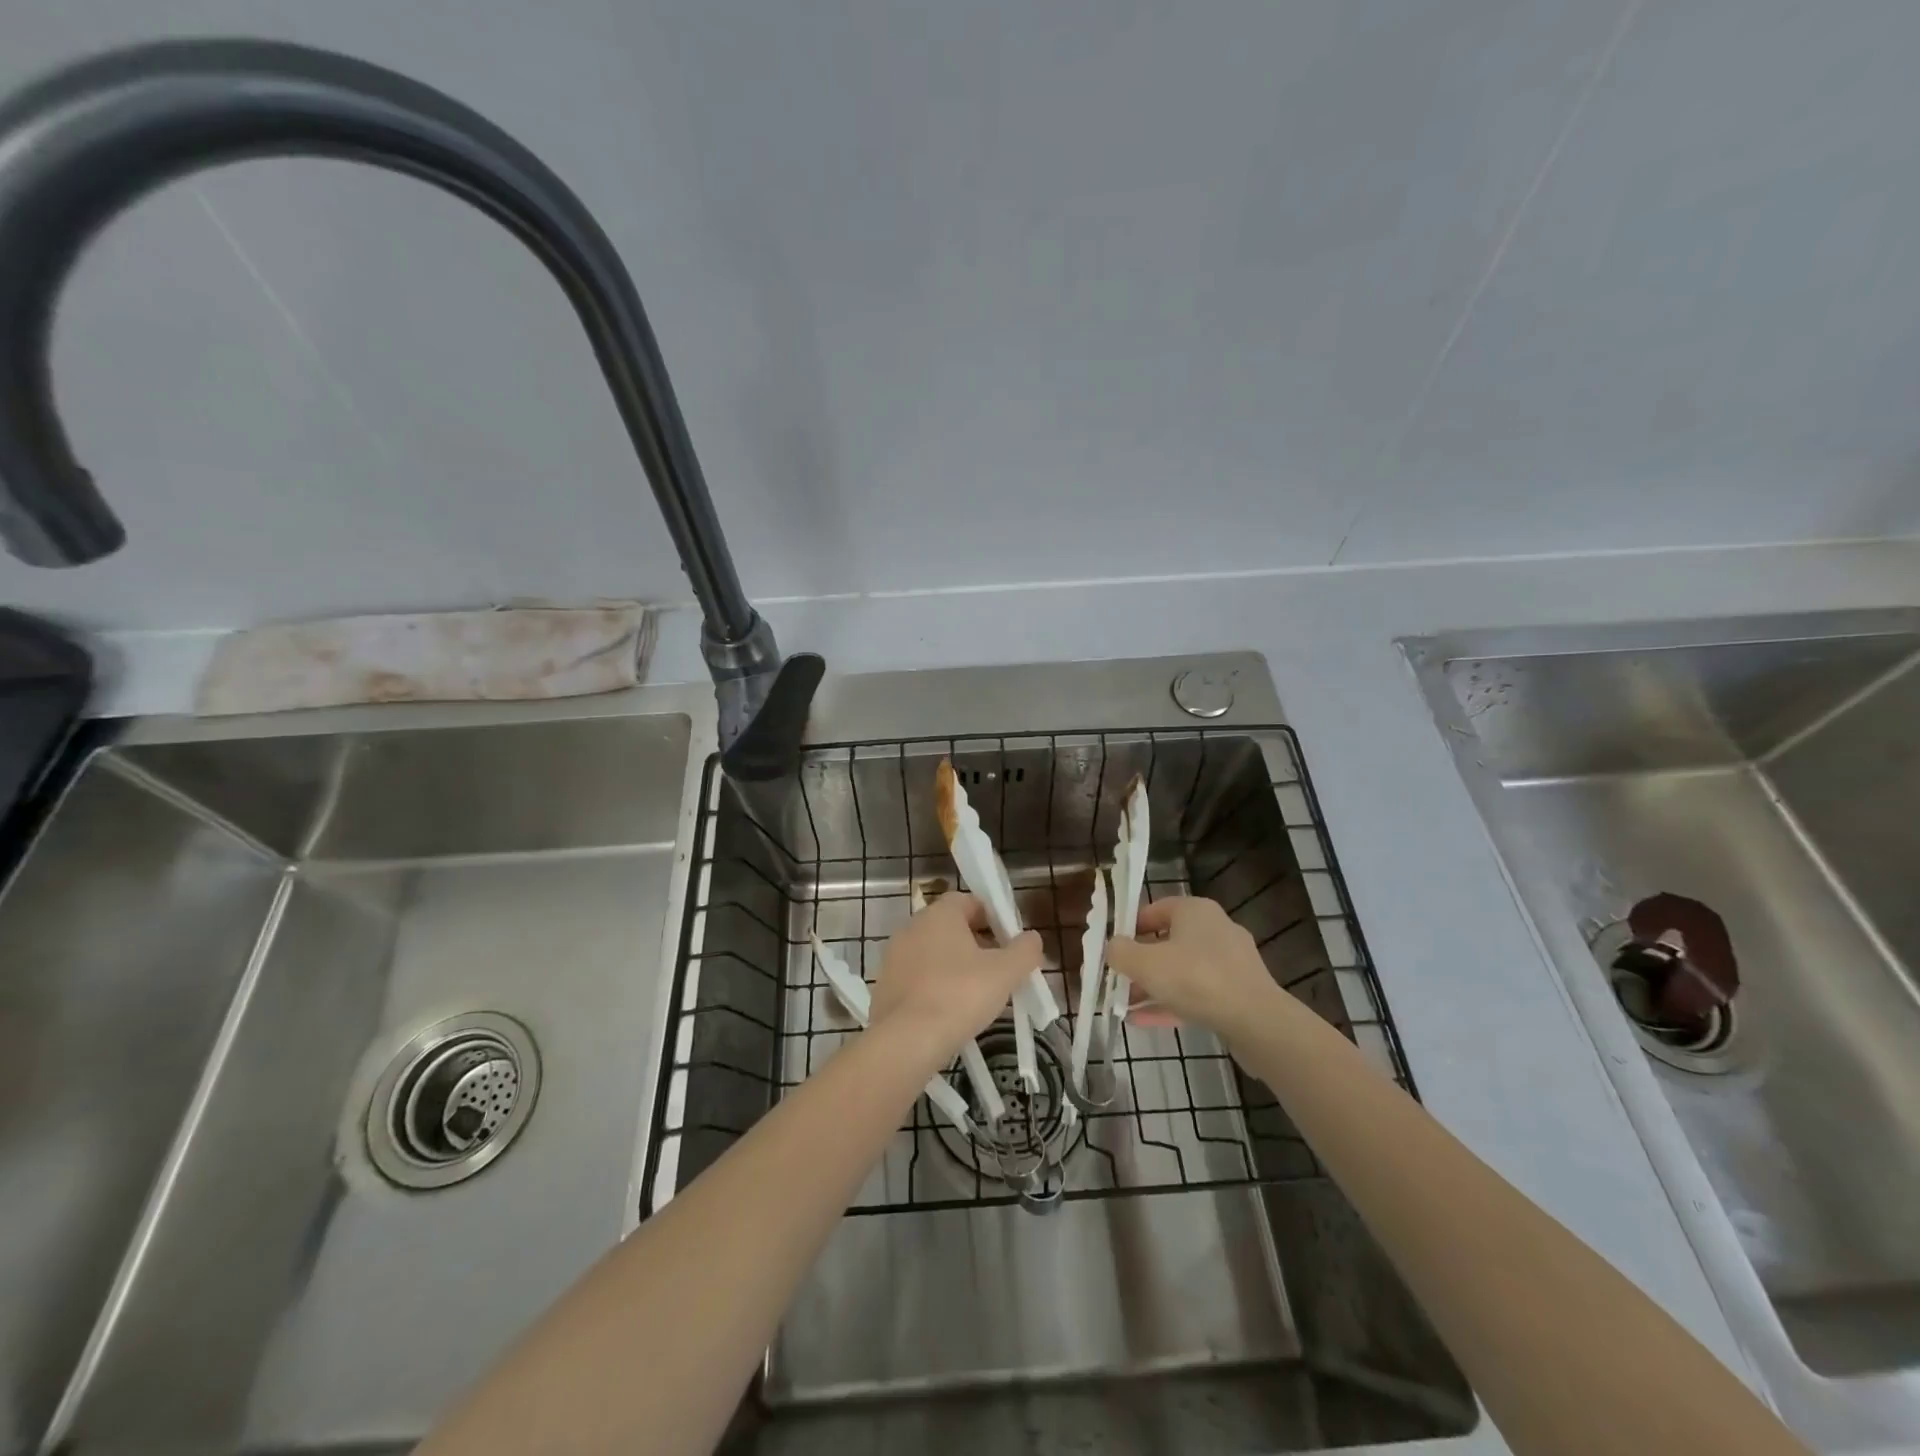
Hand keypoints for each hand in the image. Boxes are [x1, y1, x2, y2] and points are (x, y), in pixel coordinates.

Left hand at [868, 892, 1042, 1064]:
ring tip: (977, 996)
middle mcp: (912, 926)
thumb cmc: (960, 995)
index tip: (1010, 943)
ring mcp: (894, 956)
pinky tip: (950, 1012)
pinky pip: (918, 978)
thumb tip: (1032, 938)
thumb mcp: (1005, 972)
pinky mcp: (885, 985)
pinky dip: (935, 987)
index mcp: (940, 913)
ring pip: (934, 954)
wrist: (906, 1041)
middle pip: (952, 927)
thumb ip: (1024, 950)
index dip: (994, 918)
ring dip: (956, 967)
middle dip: (978, 944)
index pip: (970, 901)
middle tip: (999, 972)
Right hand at [1105, 896, 1286, 1034]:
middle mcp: (1215, 928)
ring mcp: (1230, 962)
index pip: (1153, 910)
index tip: (1112, 951)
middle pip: (1167, 942)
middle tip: (1117, 981)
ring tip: (1125, 1006)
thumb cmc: (1195, 979)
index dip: (1128, 929)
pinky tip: (1145, 1022)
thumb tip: (1112, 947)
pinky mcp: (1238, 992)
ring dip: (1152, 987)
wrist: (1256, 1022)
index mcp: (1194, 910)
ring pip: (1181, 971)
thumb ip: (1120, 952)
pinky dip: (1171, 1003)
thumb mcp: (1145, 963)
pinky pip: (1197, 993)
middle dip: (1140, 963)